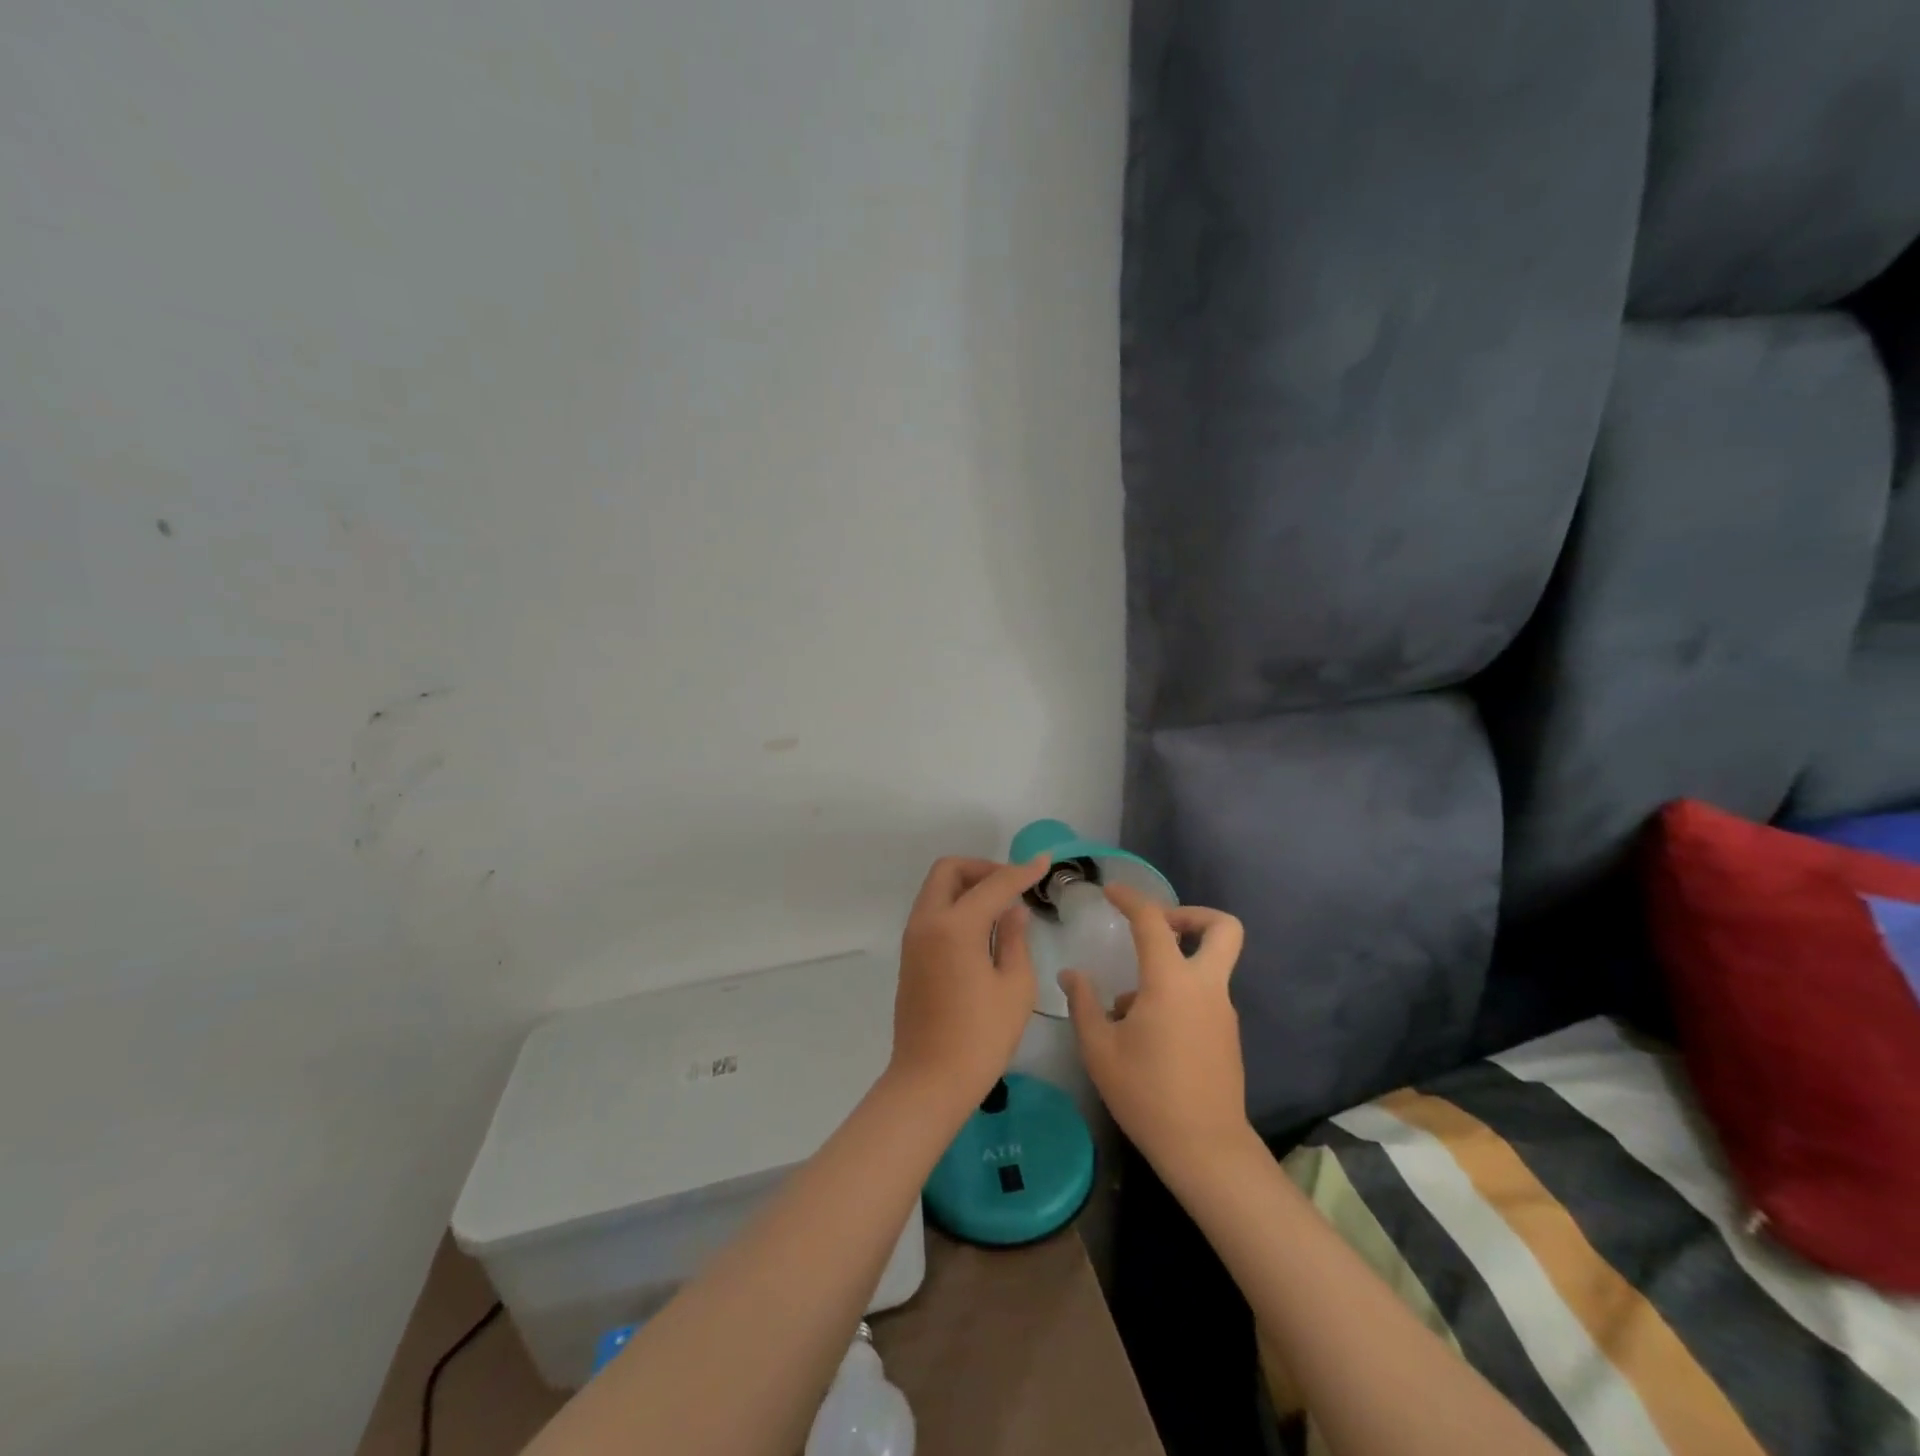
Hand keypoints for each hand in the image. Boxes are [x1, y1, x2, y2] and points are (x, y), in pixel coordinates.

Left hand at [888, 855, 1049, 1107]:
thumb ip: (1014, 939)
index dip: (1021, 871)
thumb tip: (1013, 910)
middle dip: (983, 868)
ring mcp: (913, 939)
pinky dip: (955, 905)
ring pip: (937, 889)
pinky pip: (932, 911)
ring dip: (967, 886)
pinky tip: (982, 928)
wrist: (929, 1081)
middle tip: (1012, 885)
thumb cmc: (981, 1038)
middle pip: (949, 871)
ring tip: (1001, 906)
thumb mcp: (1014, 987)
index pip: (993, 884)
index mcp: (955, 926)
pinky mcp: (910, 956)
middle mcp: (927, 922)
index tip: (1044, 862)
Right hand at [1060, 885, 1249, 1176]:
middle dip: (1192, 915)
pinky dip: (1180, 991)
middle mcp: (1205, 986)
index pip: (1153, 921)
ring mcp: (1223, 1010)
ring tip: (1131, 1001)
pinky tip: (1147, 1028)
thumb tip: (1071, 975)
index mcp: (1171, 982)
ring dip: (1178, 960)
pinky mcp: (1227, 1033)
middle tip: (1158, 927)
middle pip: (1223, 927)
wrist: (1205, 1149)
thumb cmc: (1147, 1095)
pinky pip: (1205, 993)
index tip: (1111, 893)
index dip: (1131, 899)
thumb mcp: (1099, 1049)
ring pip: (1212, 962)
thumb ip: (1083, 1004)